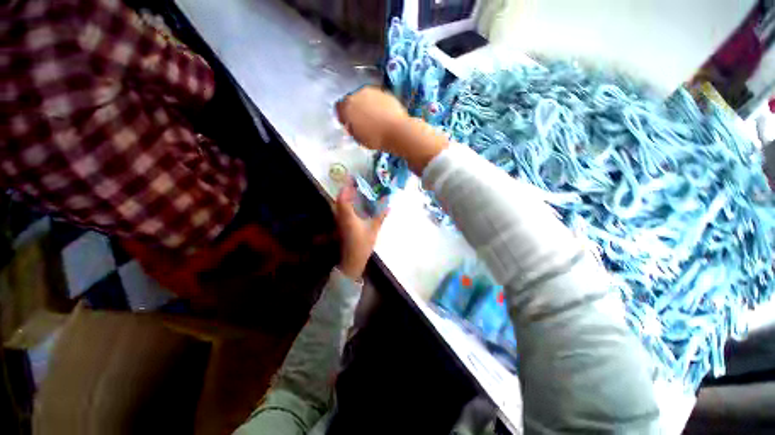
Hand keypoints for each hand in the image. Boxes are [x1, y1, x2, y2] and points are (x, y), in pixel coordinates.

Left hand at [335, 181, 388, 279]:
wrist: (353, 259)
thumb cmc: (363, 244)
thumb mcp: (374, 229)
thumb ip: (381, 217)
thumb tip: (389, 206)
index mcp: (348, 216)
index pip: (343, 199)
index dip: (346, 189)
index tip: (352, 181)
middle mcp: (341, 217)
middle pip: (339, 201)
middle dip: (345, 192)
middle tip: (354, 186)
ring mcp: (339, 222)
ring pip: (338, 206)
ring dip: (345, 198)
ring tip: (354, 193)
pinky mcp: (341, 226)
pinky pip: (341, 211)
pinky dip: (345, 205)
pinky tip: (354, 206)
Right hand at [336, 86, 447, 173]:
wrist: (398, 131)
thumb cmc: (376, 138)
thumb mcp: (359, 138)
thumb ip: (352, 129)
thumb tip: (351, 125)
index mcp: (348, 106)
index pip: (339, 108)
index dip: (343, 116)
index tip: (348, 124)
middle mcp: (359, 94)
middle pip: (353, 100)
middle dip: (355, 110)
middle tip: (362, 122)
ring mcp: (373, 91)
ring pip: (365, 98)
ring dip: (366, 106)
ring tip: (374, 120)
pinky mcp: (386, 93)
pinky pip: (377, 99)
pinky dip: (378, 106)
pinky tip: (383, 116)